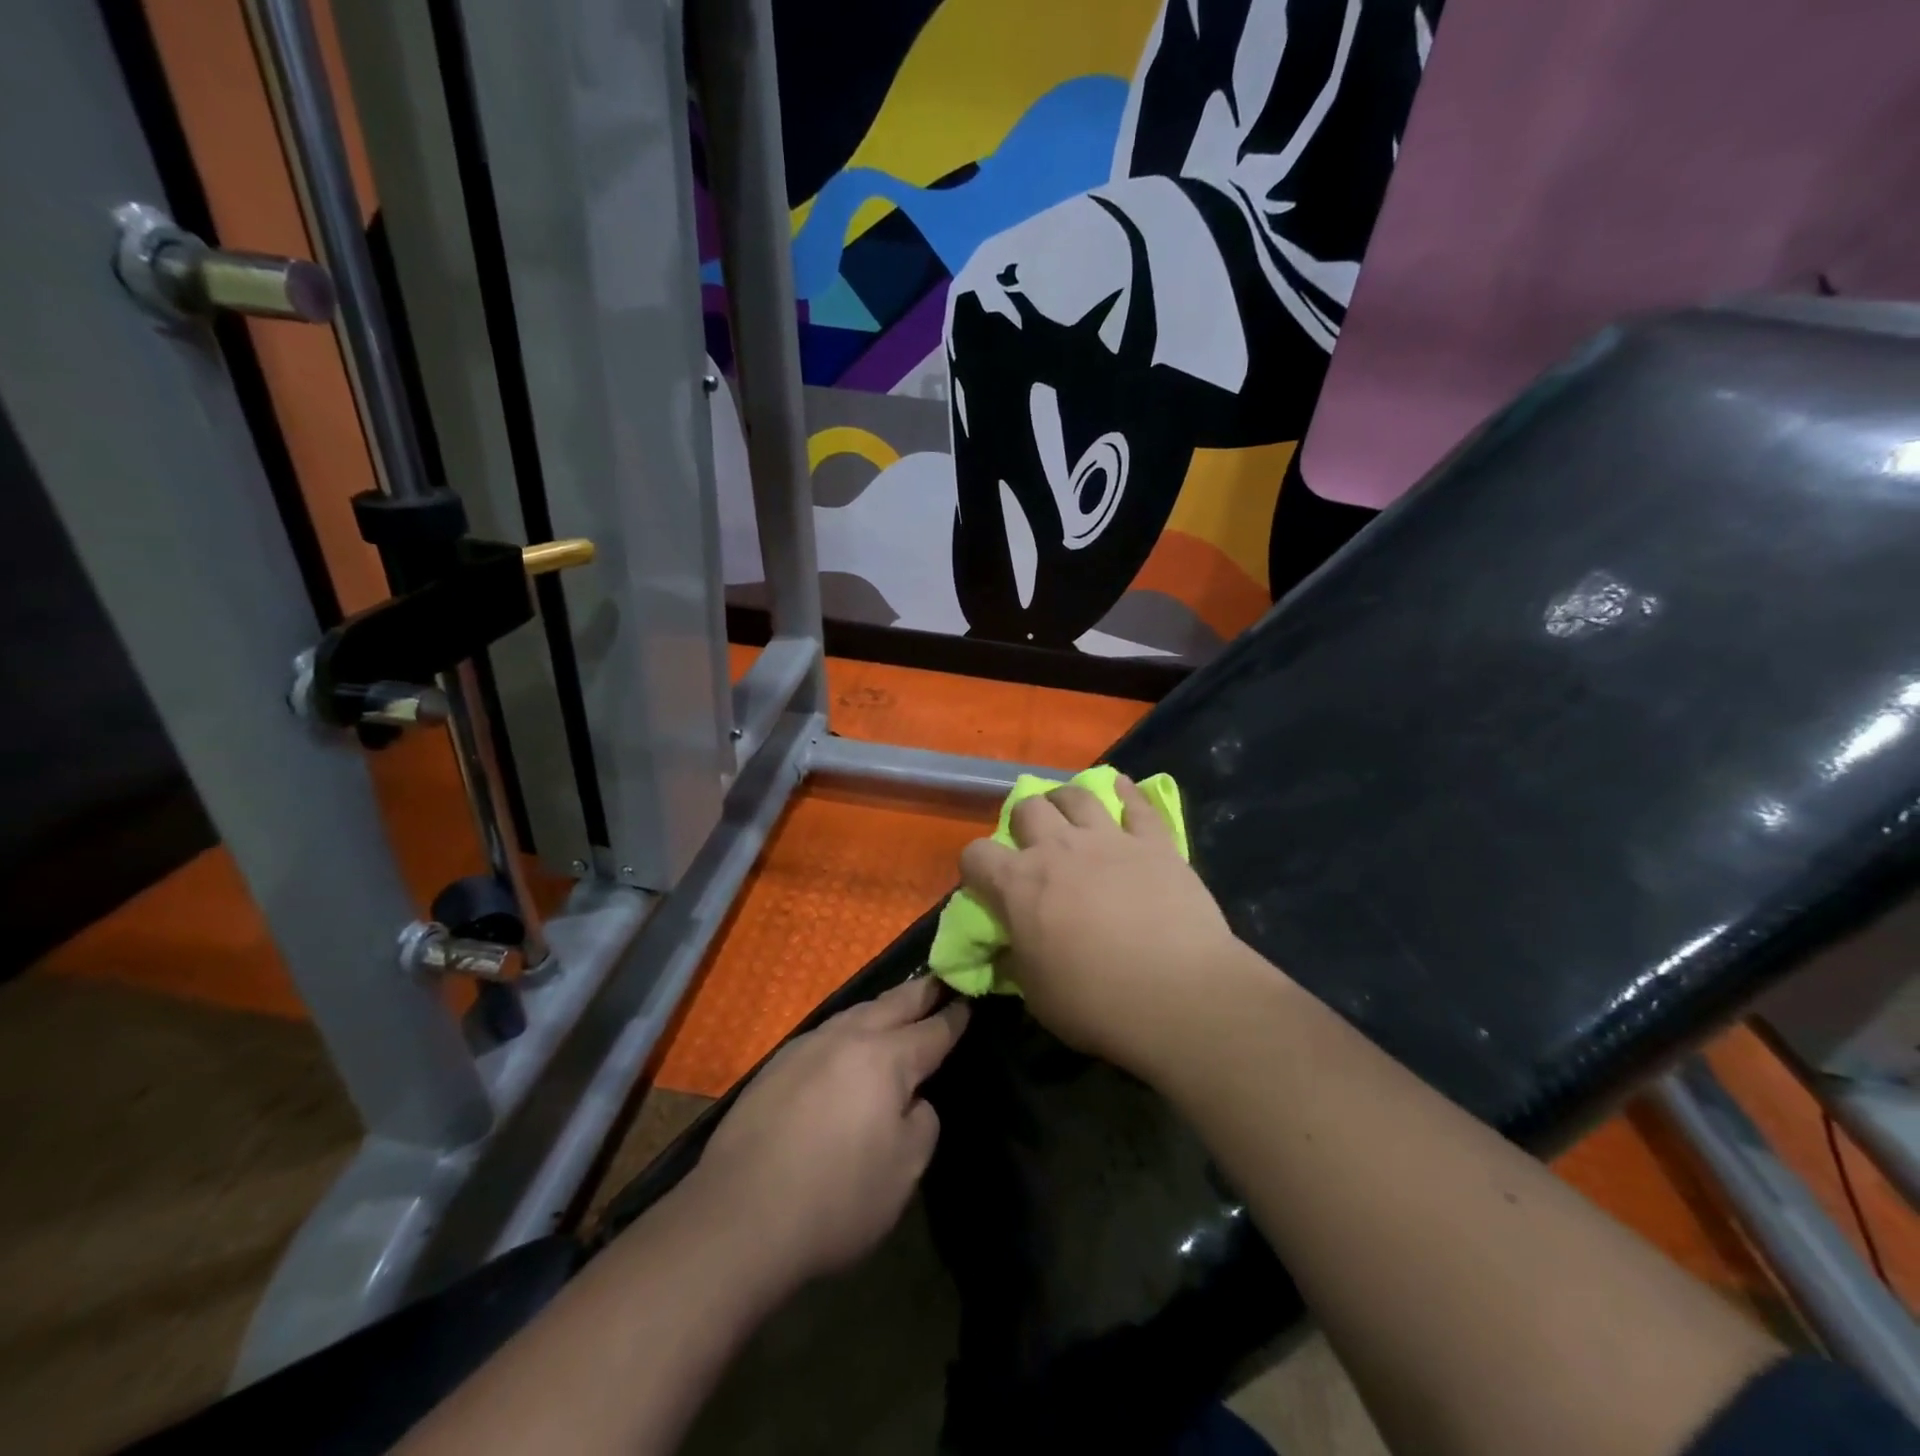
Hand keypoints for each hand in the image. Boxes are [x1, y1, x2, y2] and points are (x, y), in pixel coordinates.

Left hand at [691, 975, 968, 1285]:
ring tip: (900, 1005)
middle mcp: (848, 1037)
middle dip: (923, 992)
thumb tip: (911, 1099)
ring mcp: (808, 1046)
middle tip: (942, 981)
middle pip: (895, 1003)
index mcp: (887, 1058)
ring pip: (857, 1012)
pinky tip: (849, 1043)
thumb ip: (922, 1122)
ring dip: (884, 1006)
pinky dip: (851, 1029)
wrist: (739, 1217)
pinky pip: (828, 1033)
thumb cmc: (836, 1198)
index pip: (933, 1028)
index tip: (970, 1000)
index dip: (955, 1016)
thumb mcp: (904, 1171)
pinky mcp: (777, 1065)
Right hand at [958, 776, 1237, 1071]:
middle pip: (1027, 808)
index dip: (975, 867)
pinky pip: (1138, 804)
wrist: (1180, 995)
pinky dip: (1127, 794)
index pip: (975, 855)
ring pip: (1077, 796)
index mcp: (1019, 885)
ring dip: (1066, 800)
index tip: (985, 884)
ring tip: (1069, 812)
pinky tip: (1123, 789)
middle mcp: (1058, 848)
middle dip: (1023, 822)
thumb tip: (1010, 948)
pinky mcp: (1154, 842)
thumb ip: (1017, 960)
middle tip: (1034, 844)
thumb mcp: (1037, 995)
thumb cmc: (1098, 1003)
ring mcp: (1109, 839)